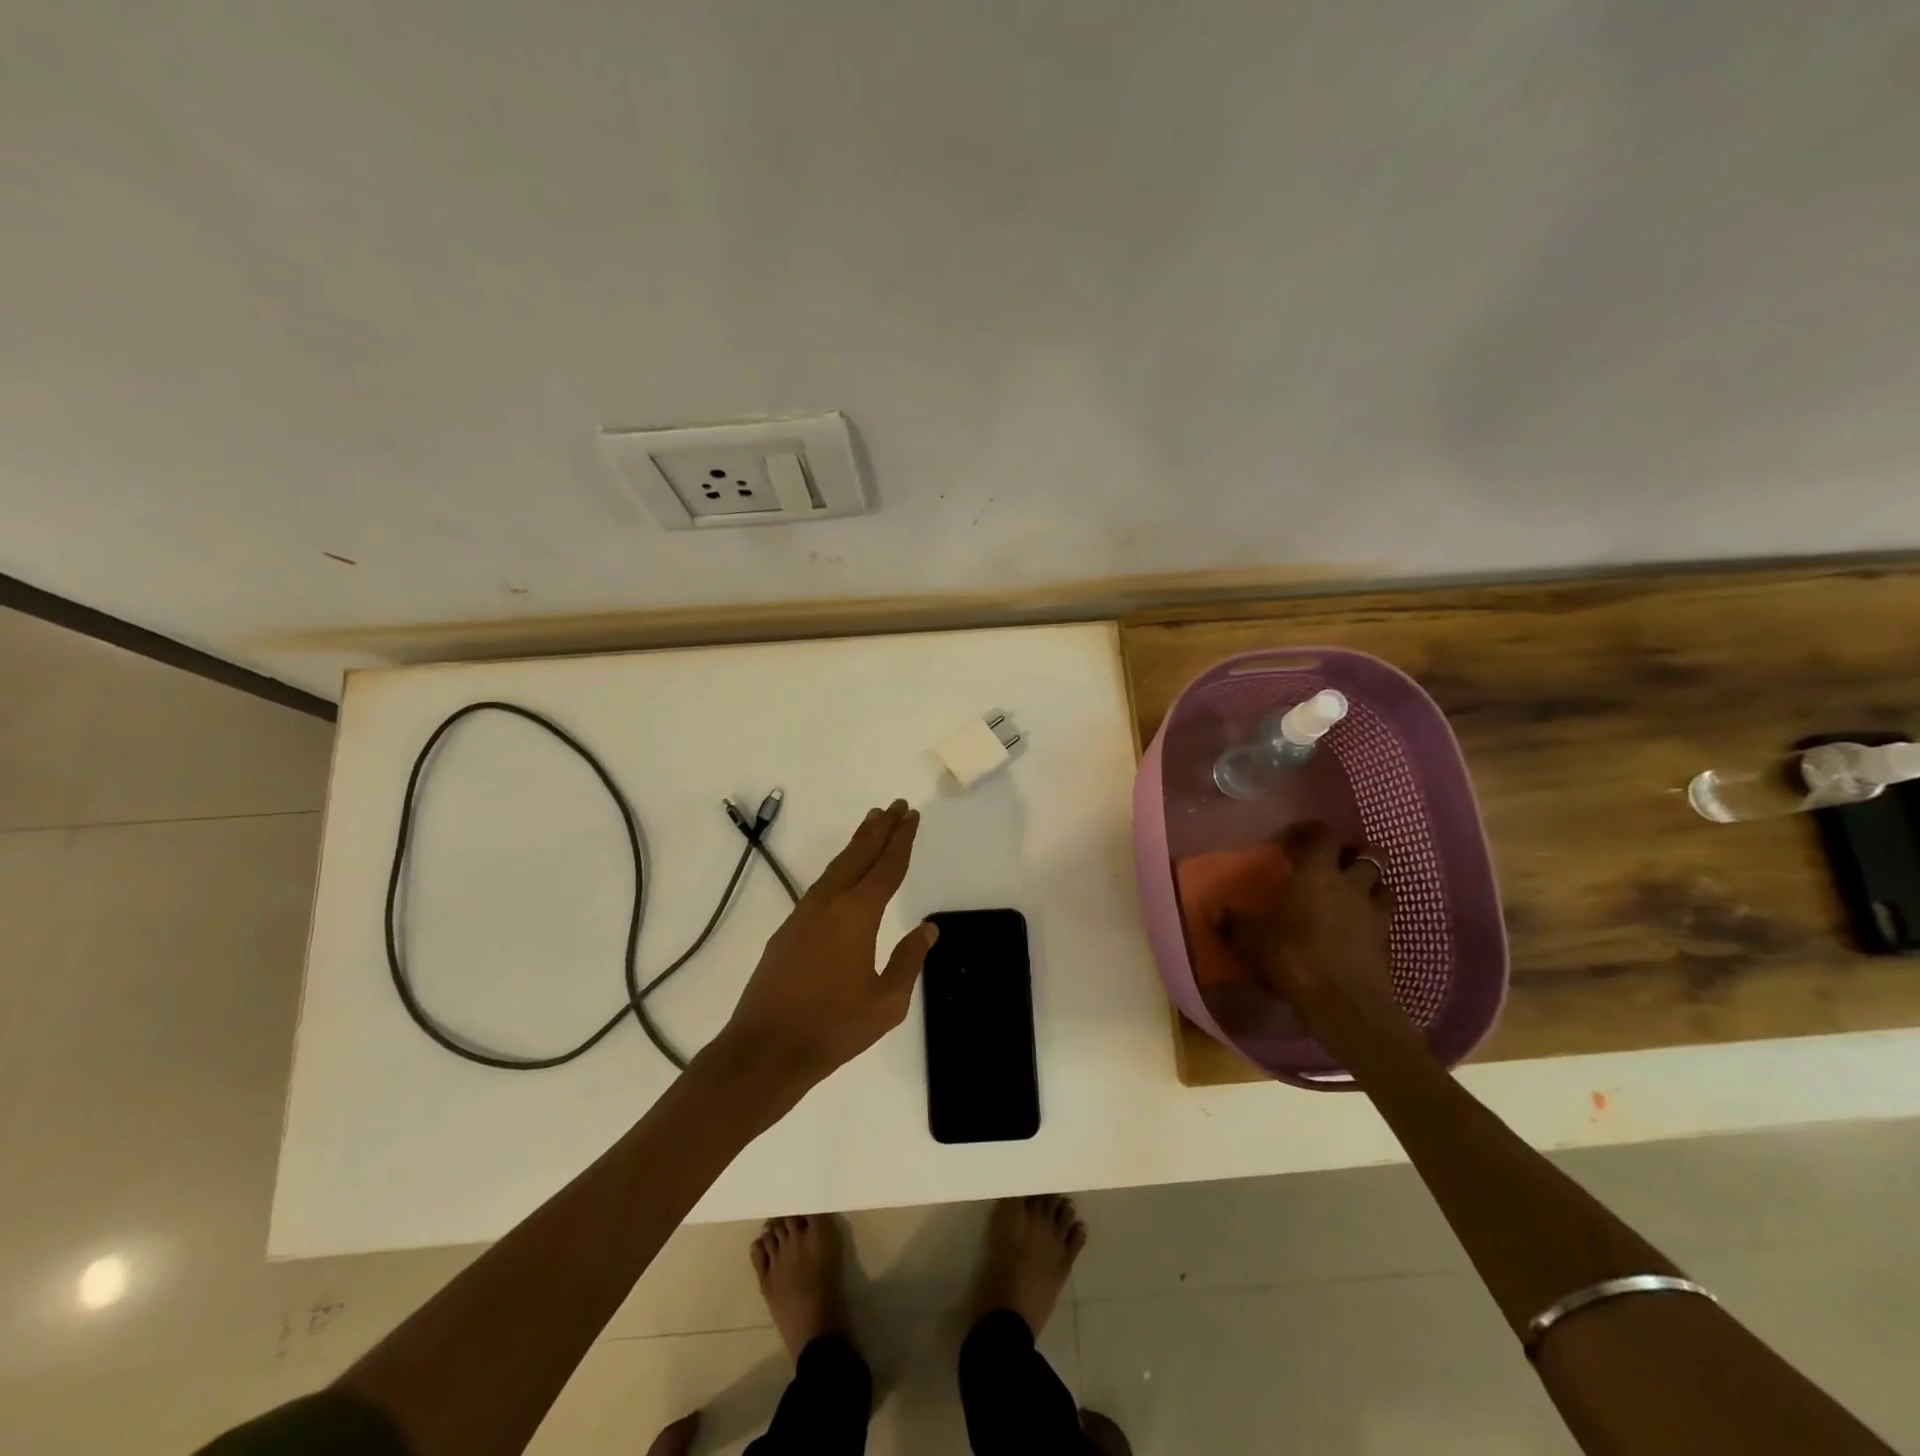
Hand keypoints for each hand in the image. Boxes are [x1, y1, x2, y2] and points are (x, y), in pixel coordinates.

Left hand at [717, 800, 936, 1091]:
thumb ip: (908, 960)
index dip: (902, 839)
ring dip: (857, 843)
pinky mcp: (789, 928)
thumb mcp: (887, 1001)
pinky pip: (822, 883)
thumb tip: (926, 929)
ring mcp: (805, 913)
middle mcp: (830, 902)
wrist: (766, 1047)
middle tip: (896, 805)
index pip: (887, 866)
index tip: (911, 815)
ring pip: (837, 866)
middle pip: (860, 854)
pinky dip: (840, 866)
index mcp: (858, 913)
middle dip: (880, 828)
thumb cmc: (834, 1026)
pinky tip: (843, 871)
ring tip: (872, 823)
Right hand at [1219, 821, 1404, 1041]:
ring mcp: (1374, 912)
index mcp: (1316, 873)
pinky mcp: (1388, 941)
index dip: (1311, 831)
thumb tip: (1214, 911)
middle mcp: (1351, 884)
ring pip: (1385, 884)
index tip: (1294, 840)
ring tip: (1352, 892)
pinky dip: (1376, 915)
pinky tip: (1360, 927)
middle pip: (1370, 853)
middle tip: (1334, 863)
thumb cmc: (1294, 958)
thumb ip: (1234, 923)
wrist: (1345, 1004)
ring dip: (1371, 883)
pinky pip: (1386, 917)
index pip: (1323, 835)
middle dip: (1355, 853)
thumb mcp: (1252, 941)